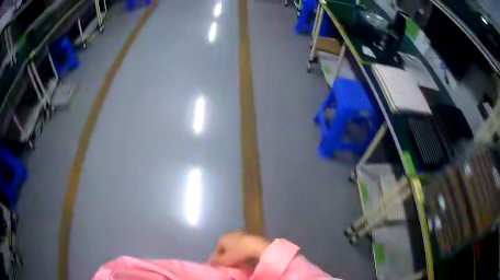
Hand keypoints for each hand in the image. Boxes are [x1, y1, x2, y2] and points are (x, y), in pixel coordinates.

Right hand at [210, 231, 269, 265]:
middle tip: (231, 263)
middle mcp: (229, 234)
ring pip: (235, 245)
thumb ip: (216, 261)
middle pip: (226, 247)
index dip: (219, 259)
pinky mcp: (250, 235)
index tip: (223, 265)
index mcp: (222, 238)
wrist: (257, 246)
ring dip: (236, 252)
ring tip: (239, 260)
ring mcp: (240, 234)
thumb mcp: (225, 260)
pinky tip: (247, 255)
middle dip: (227, 254)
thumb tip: (210, 261)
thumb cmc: (239, 253)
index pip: (217, 250)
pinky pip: (243, 245)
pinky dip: (243, 249)